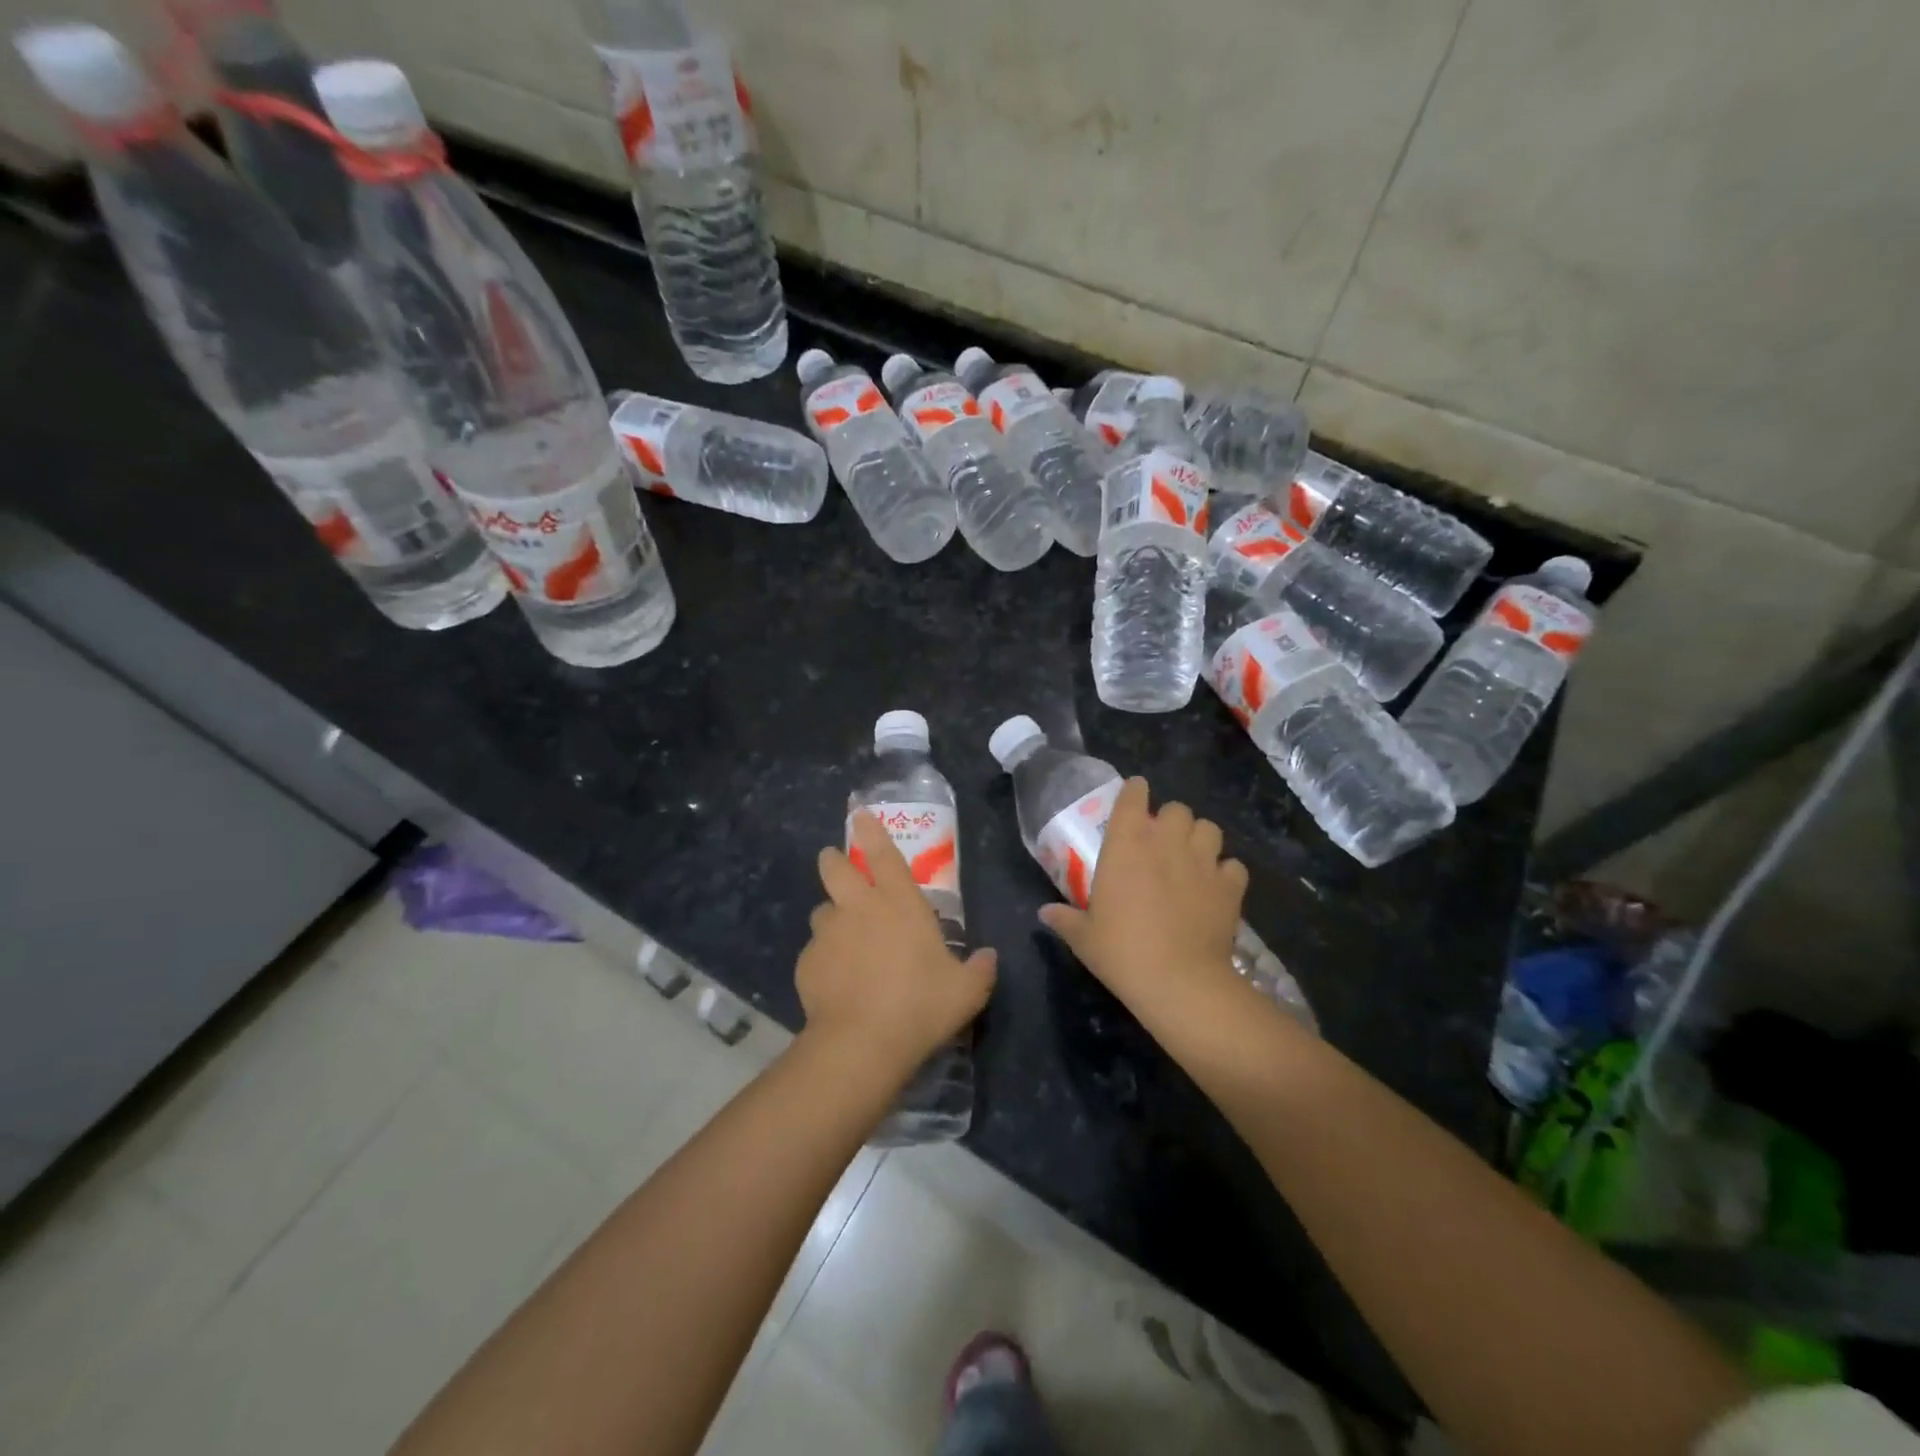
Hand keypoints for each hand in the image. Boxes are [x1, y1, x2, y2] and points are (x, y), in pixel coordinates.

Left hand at [795, 810, 995, 1080]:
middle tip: (834, 863)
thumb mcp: (966, 991)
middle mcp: (859, 908)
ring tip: (842, 940)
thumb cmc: (921, 1005)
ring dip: (831, 917)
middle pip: (835, 868)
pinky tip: (835, 982)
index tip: (859, 814)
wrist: (863, 1042)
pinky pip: (814, 951)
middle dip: (833, 860)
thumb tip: (989, 957)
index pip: (883, 854)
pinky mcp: (806, 962)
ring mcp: (828, 933)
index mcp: (899, 903)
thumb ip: (980, 969)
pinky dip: (823, 958)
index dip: (871, 831)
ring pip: (822, 911)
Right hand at [1038, 778, 1248, 1022]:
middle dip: (1171, 820)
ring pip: (1209, 828)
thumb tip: (1044, 913)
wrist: (1179, 981)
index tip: (1133, 798)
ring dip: (1199, 839)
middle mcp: (1166, 842)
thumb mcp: (1084, 937)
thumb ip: (1065, 919)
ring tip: (1192, 858)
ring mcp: (1203, 861)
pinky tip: (1216, 888)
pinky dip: (1225, 873)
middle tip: (1162, 842)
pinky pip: (1233, 866)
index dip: (1135, 792)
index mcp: (1126, 844)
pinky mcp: (1230, 886)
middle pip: (1177, 808)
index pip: (1133, 796)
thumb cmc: (1121, 952)